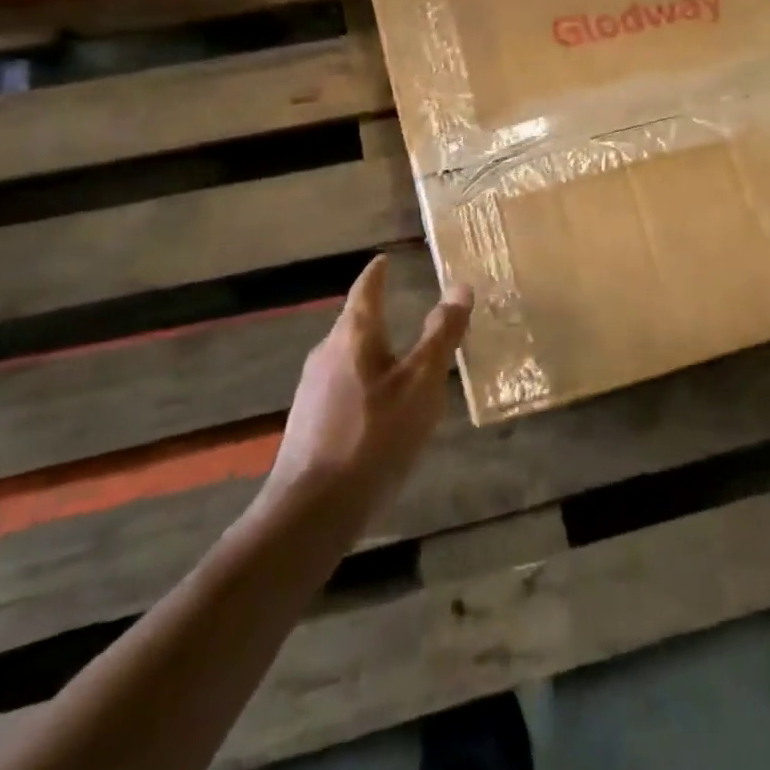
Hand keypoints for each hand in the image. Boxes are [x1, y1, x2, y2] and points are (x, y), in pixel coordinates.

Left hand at [265, 255, 472, 517]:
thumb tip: (460, 286)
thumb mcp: (421, 383)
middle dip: (378, 315)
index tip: (385, 259)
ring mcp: (313, 391)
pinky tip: (381, 411)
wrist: (312, 509)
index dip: (378, 273)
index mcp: (353, 336)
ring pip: (349, 358)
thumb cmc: (375, 435)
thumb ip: (441, 335)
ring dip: (373, 353)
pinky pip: (343, 388)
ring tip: (401, 361)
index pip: (366, 290)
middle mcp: (327, 354)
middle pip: (355, 324)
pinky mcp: (309, 424)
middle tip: (404, 308)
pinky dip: (366, 384)